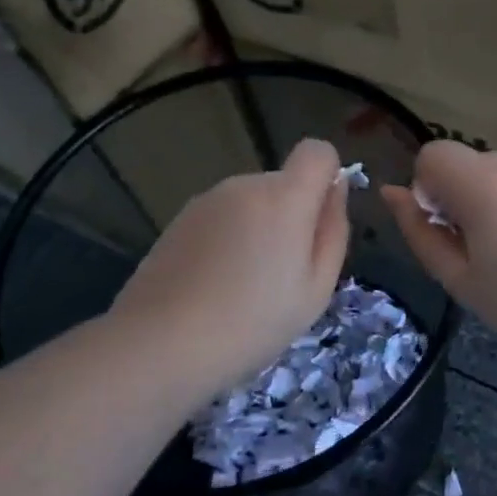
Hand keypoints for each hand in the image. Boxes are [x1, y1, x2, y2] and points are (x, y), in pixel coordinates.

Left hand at [111, 139, 349, 403]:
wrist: (160, 344)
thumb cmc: (252, 323)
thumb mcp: (316, 289)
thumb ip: (333, 230)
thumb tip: (336, 189)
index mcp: (284, 198)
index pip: (317, 151)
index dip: (327, 176)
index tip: (319, 221)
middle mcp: (245, 185)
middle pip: (283, 183)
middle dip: (291, 216)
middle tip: (281, 275)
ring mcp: (207, 200)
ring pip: (251, 203)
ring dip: (257, 230)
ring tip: (243, 287)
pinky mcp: (179, 219)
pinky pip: (222, 218)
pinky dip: (227, 240)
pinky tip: (213, 285)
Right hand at [382, 142, 496, 367]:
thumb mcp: (461, 280)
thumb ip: (420, 232)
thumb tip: (393, 193)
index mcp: (482, 182)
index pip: (431, 155)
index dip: (427, 192)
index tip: (449, 233)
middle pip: (464, 166)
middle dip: (459, 201)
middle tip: (482, 257)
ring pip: (495, 175)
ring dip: (490, 205)